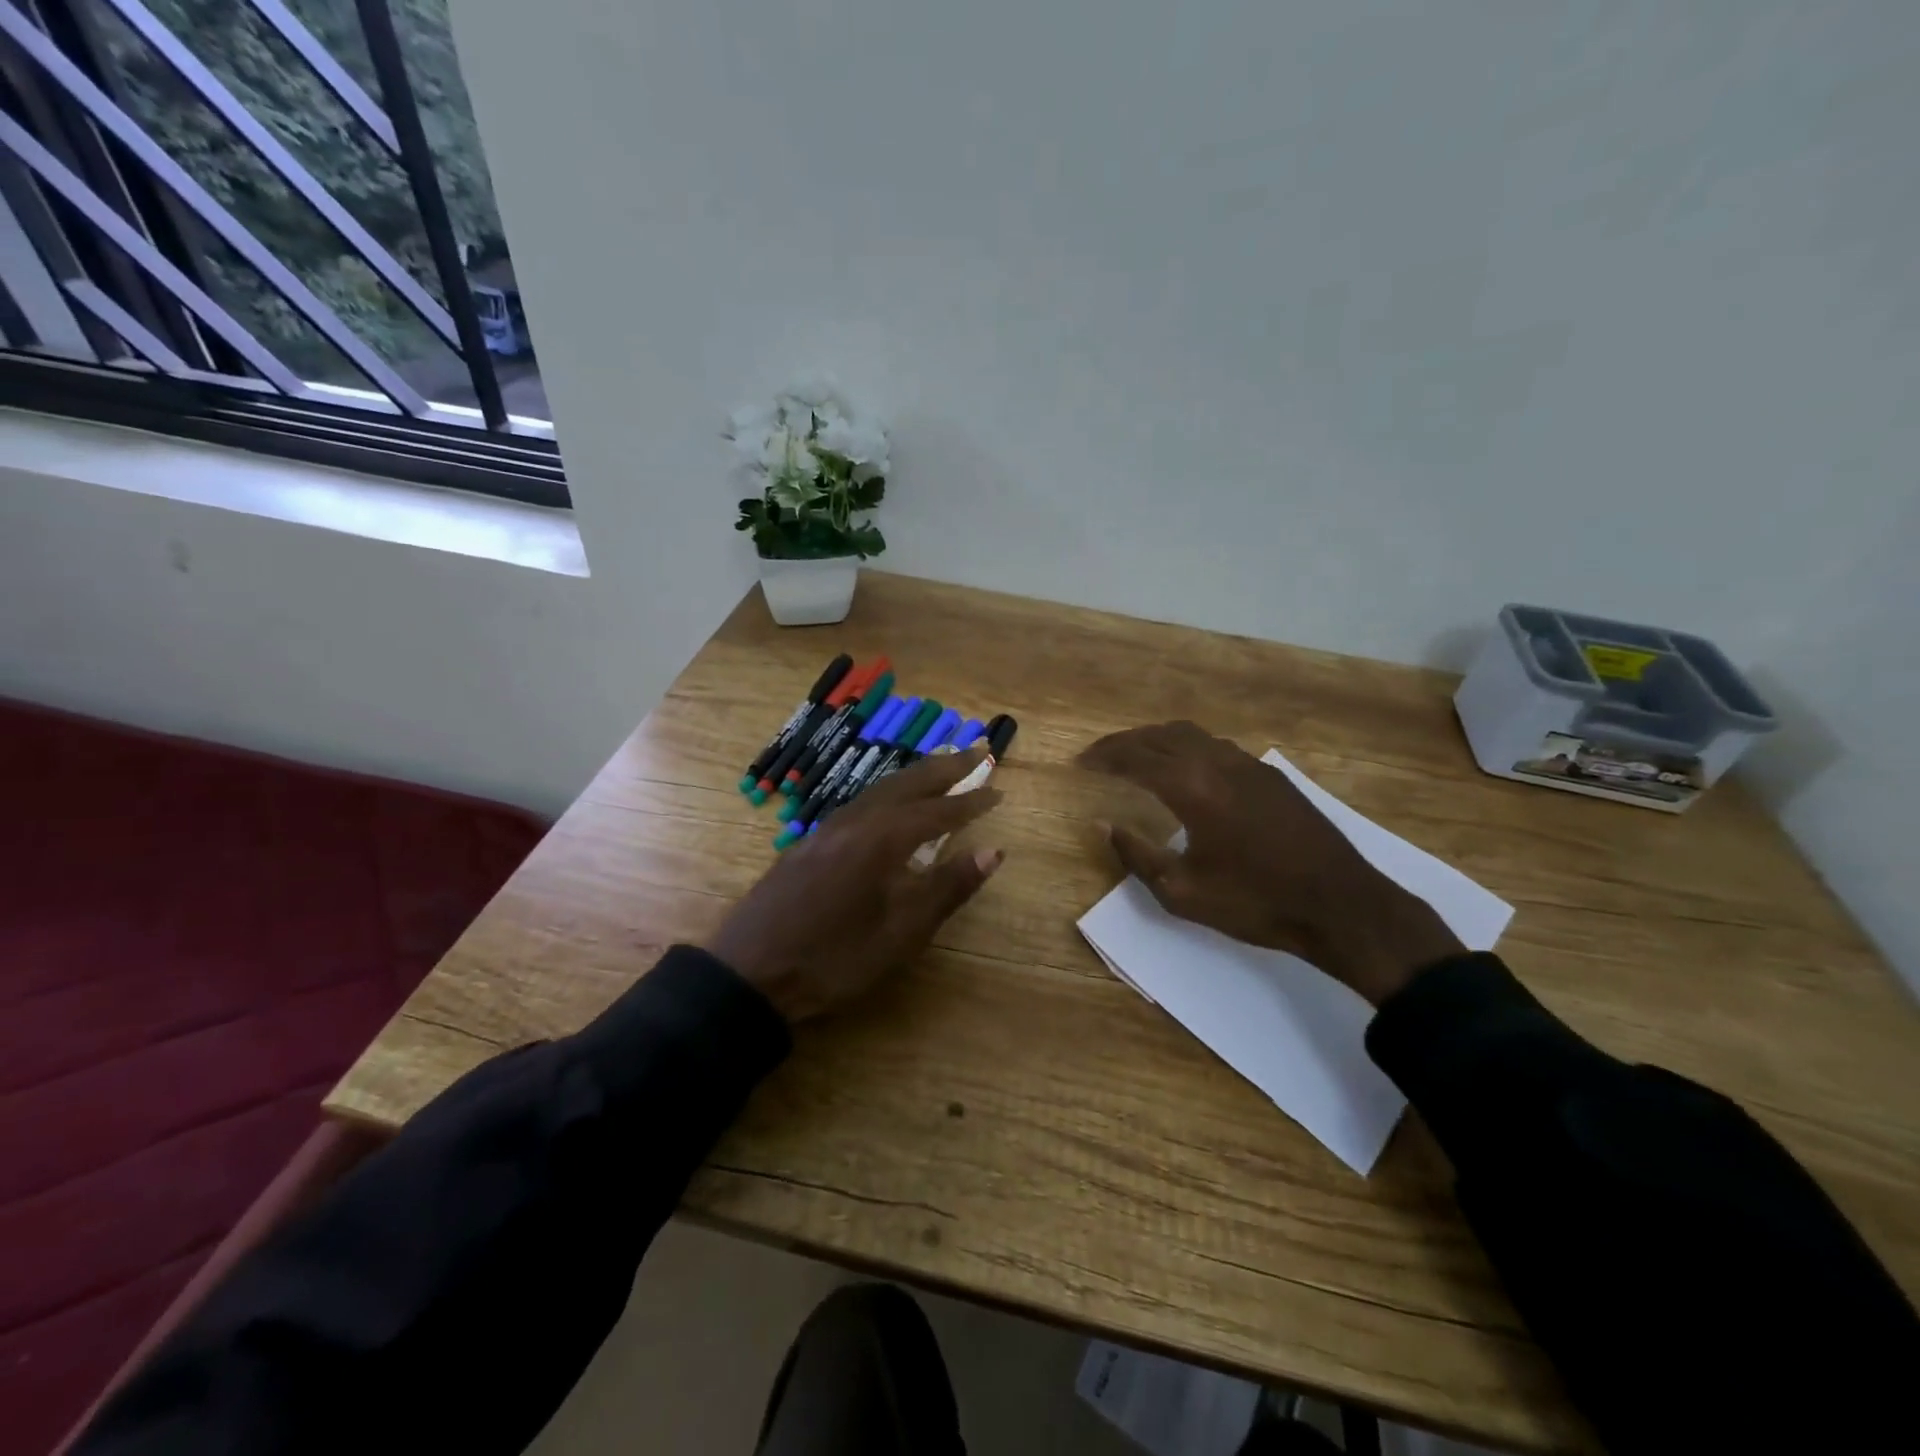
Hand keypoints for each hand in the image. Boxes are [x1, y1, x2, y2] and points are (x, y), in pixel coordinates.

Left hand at [705, 745, 1005, 1022]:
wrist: (751, 972)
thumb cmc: (836, 958)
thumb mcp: (902, 932)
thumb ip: (948, 887)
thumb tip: (993, 851)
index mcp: (883, 837)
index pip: (939, 810)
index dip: (971, 800)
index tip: (998, 788)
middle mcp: (856, 820)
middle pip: (908, 783)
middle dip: (945, 767)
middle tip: (976, 752)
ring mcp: (827, 828)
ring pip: (880, 788)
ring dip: (915, 776)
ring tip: (940, 770)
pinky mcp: (809, 843)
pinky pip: (861, 803)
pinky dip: (889, 793)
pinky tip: (890, 806)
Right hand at [1078, 721, 1462, 1004]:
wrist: (1340, 904)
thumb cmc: (1255, 902)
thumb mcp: (1183, 891)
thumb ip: (1137, 855)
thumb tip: (1105, 825)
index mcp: (1193, 788)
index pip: (1136, 758)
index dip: (1104, 758)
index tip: (1080, 763)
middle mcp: (1218, 763)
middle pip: (1160, 736)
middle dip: (1124, 742)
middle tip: (1099, 755)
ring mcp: (1248, 765)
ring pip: (1191, 735)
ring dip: (1156, 739)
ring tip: (1135, 755)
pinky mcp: (1270, 775)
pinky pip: (1215, 745)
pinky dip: (1186, 747)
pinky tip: (1185, 769)